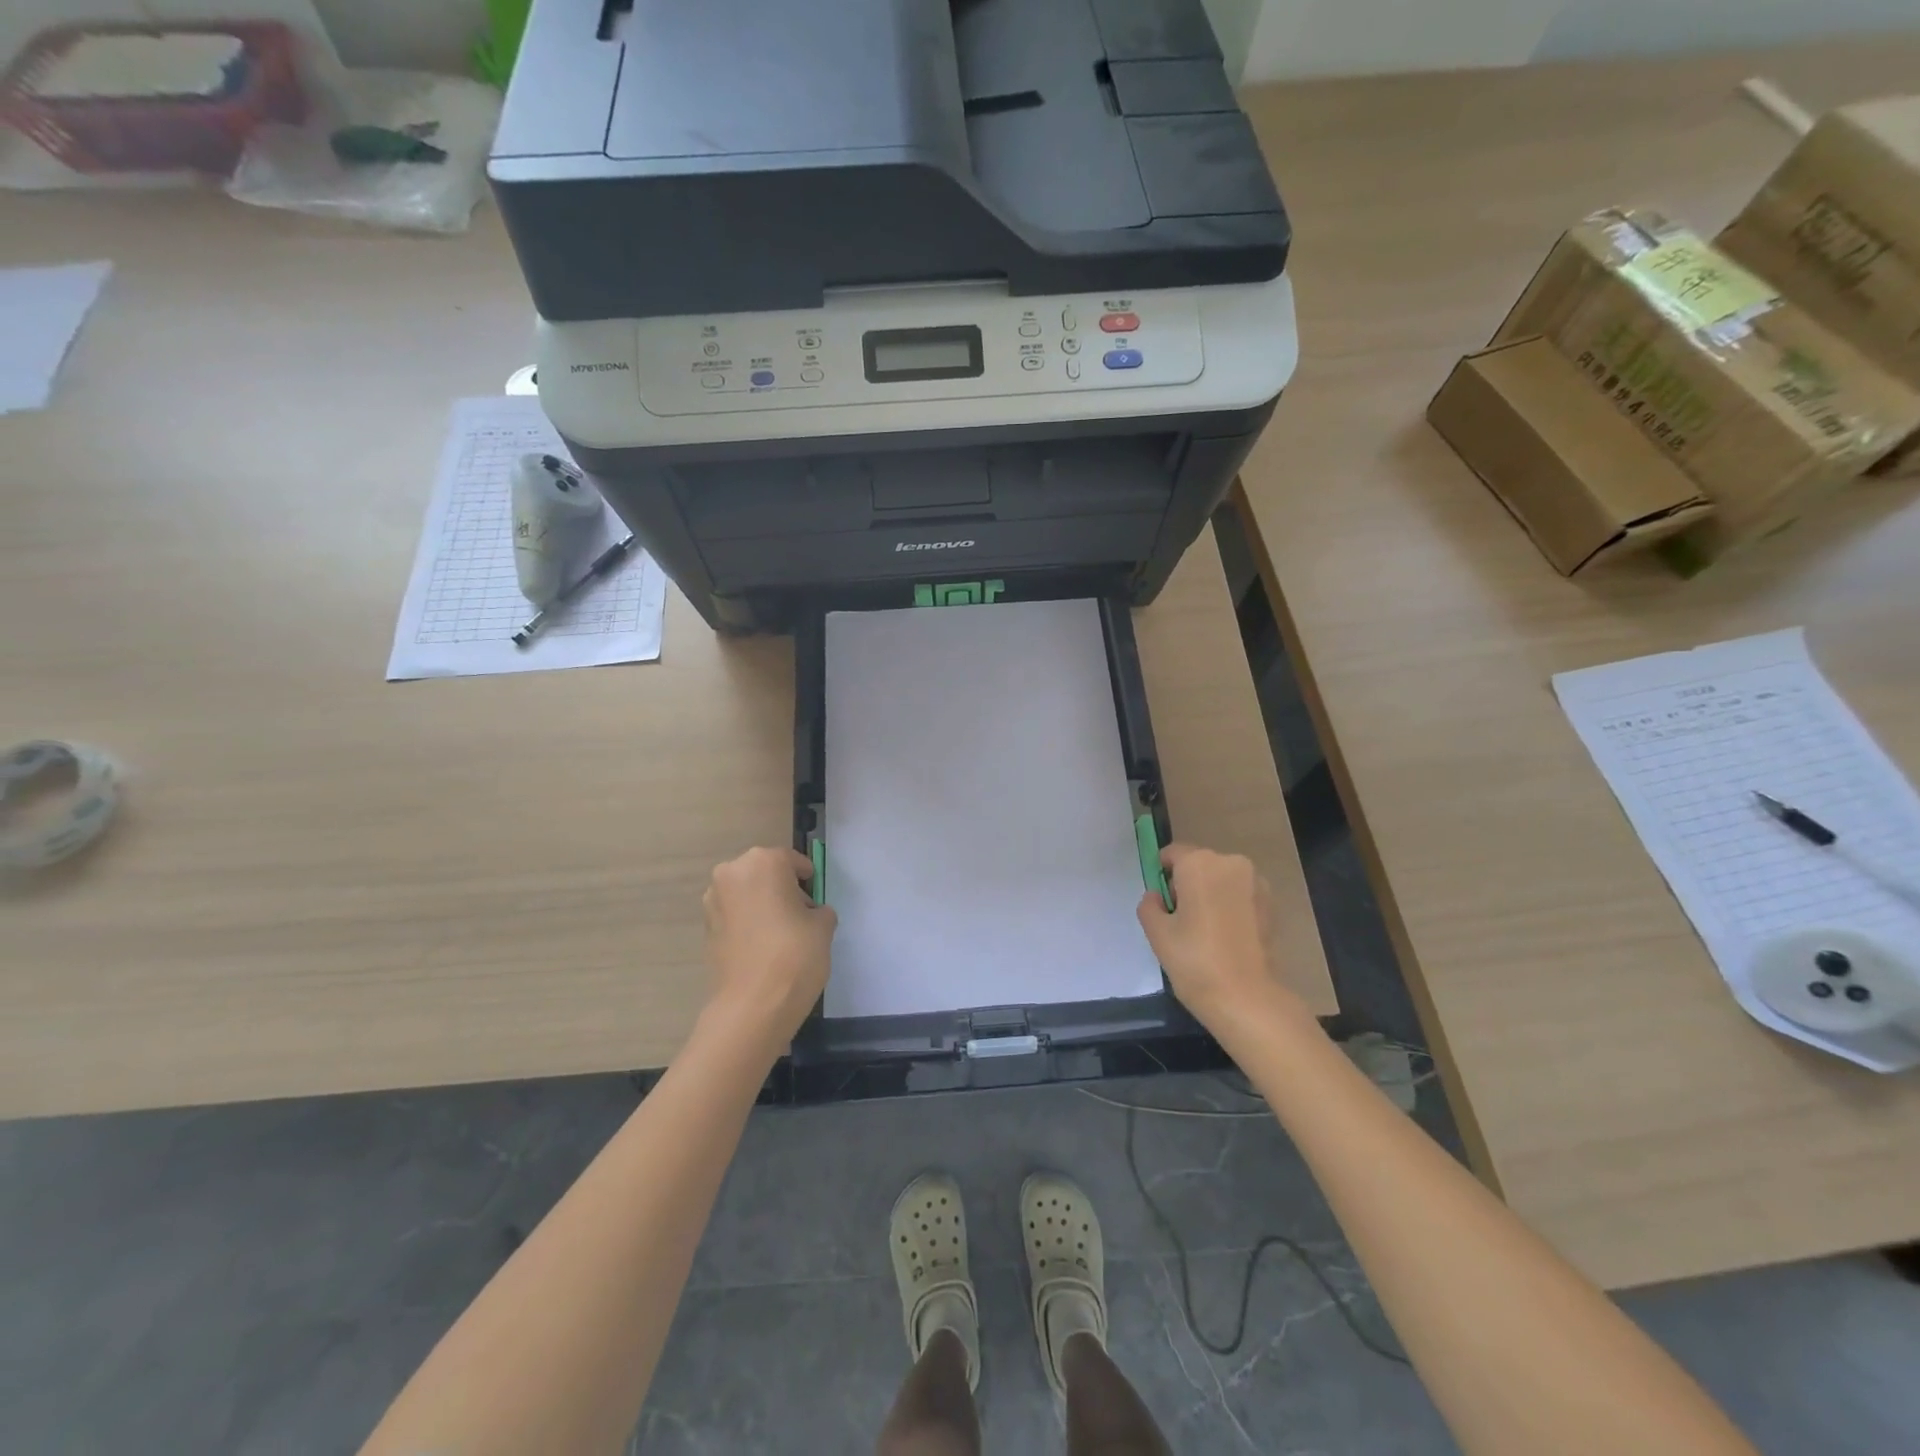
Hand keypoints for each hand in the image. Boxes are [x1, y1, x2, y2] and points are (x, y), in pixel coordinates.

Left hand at [702, 847, 836, 1053]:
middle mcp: (732, 872)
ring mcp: (714, 900)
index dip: (808, 879)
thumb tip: (811, 914)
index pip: (792, 861)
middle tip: (799, 915)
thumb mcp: (823, 926)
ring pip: (747, 894)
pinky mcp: (706, 928)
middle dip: (781, 889)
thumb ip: (819, 910)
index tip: (816, 898)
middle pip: (765, 873)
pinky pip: (735, 915)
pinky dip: (748, 923)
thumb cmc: (795, 954)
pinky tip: (763, 947)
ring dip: (762, 905)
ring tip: (781, 933)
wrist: (753, 1005)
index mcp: (763, 862)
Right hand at [1137, 844, 1292, 1028]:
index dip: (1162, 875)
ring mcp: (1256, 882)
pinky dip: (1230, 907)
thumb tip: (1157, 897)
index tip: (1160, 902)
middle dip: (1187, 884)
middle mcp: (1230, 863)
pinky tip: (1226, 937)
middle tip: (1181, 920)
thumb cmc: (1194, 960)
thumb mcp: (1157, 932)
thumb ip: (1149, 905)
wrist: (1247, 998)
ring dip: (1210, 895)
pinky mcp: (1271, 904)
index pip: (1172, 854)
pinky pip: (1240, 895)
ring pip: (1221, 880)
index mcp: (1199, 863)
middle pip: (1199, 865)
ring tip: (1205, 931)